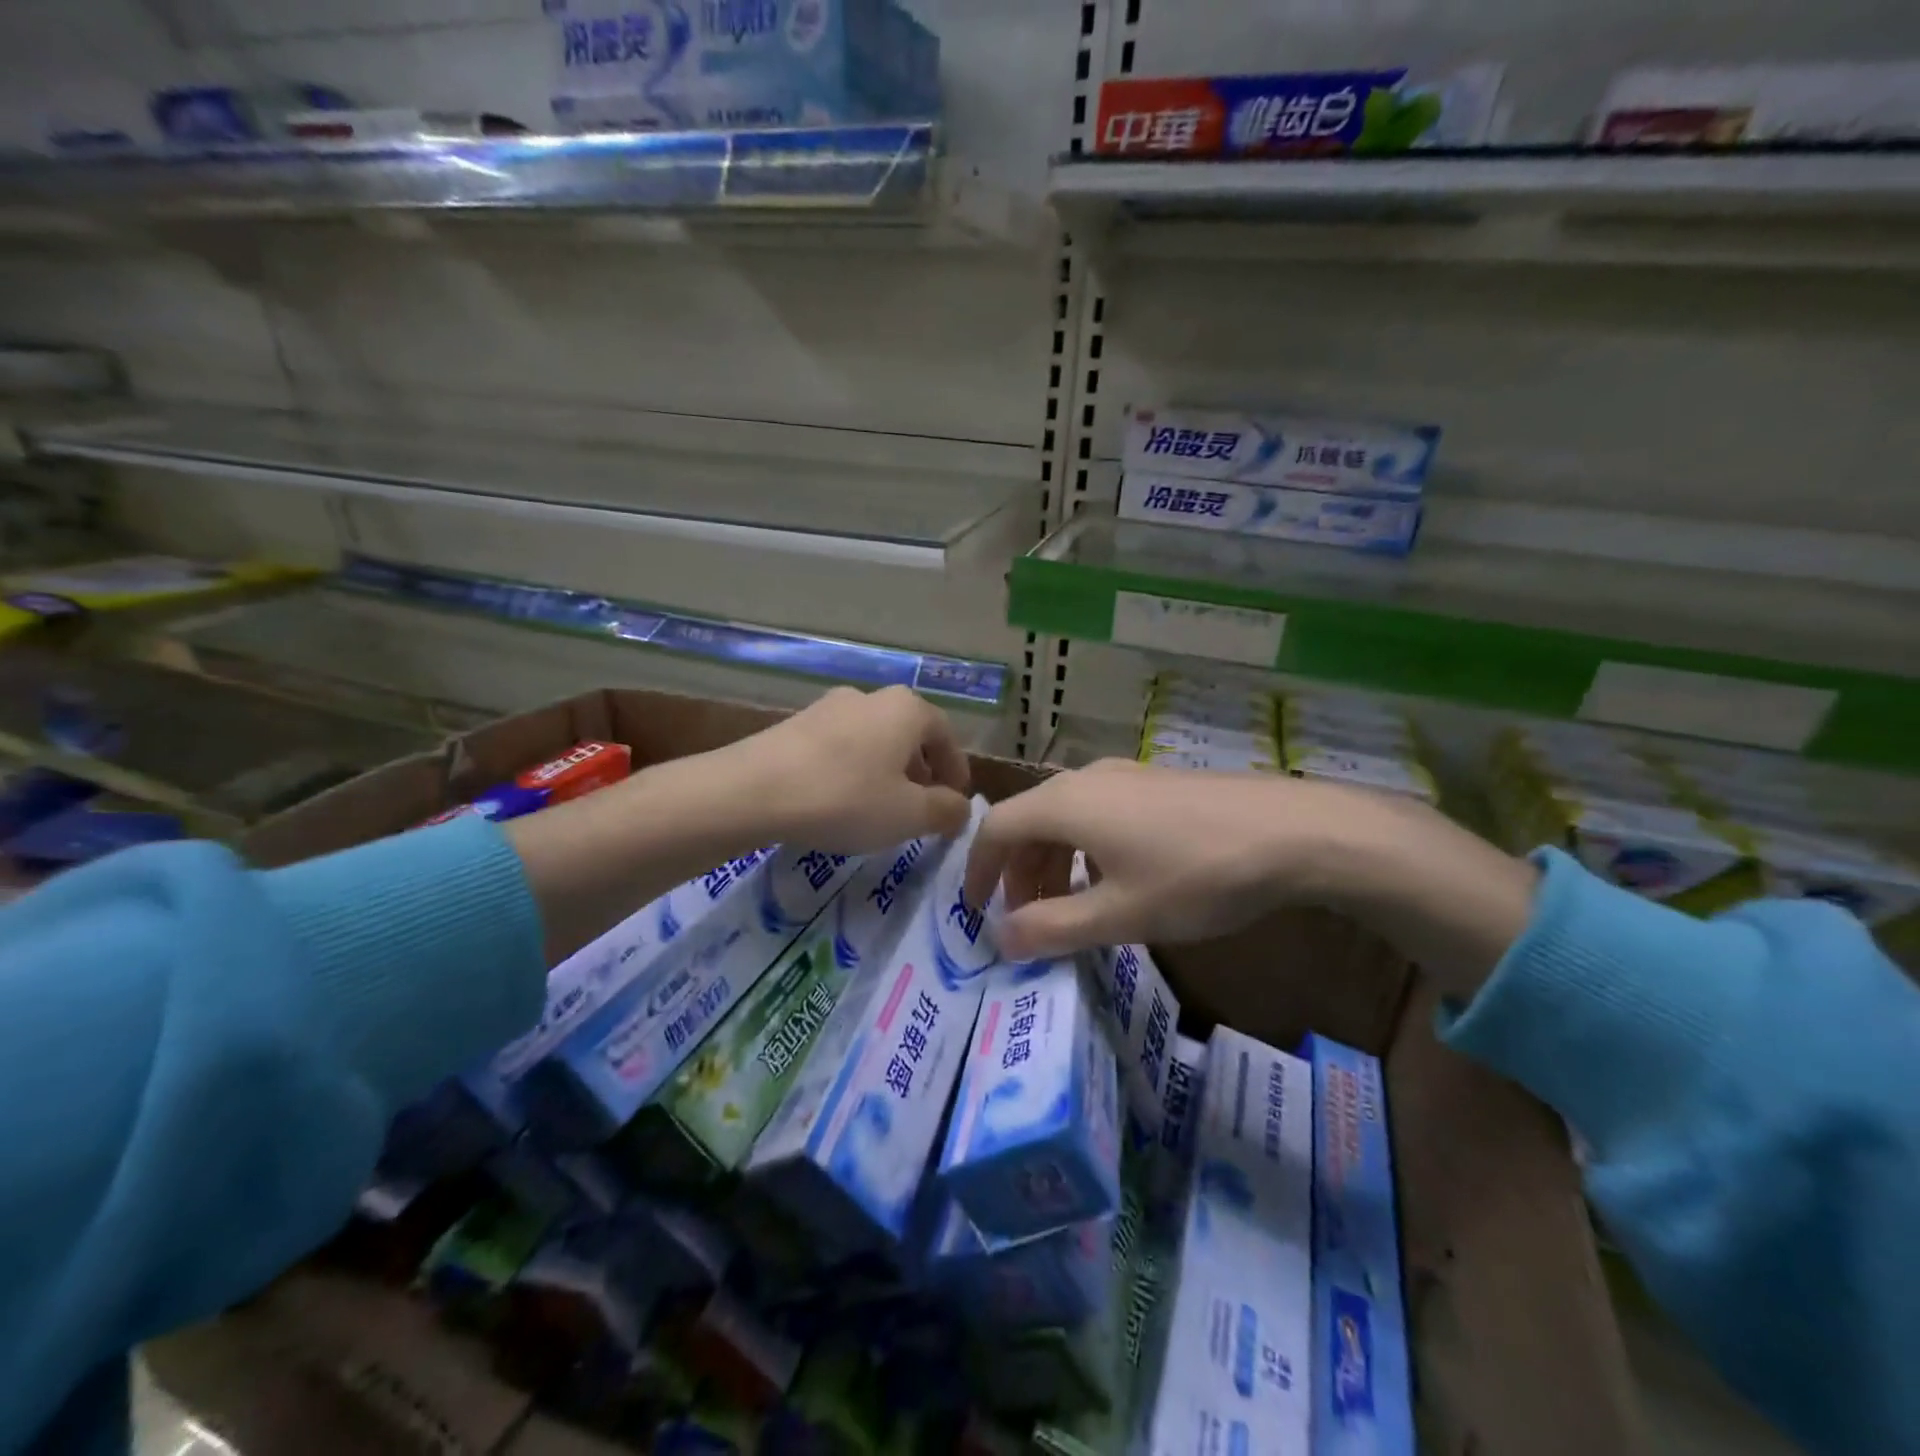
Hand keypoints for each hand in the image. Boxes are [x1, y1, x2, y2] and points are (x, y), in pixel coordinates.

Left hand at [720, 685, 971, 854]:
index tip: (955, 801)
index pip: (945, 736)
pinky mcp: (795, 725)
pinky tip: (840, 801)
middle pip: (908, 735)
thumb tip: (960, 807)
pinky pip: (841, 747)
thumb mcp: (909, 815)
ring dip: (885, 771)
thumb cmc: (845, 799)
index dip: (956, 771)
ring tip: (880, 807)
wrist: (751, 791)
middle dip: (920, 772)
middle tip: (921, 807)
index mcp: (906, 709)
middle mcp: (870, 697)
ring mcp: (828, 707)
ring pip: (873, 740)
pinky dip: (853, 770)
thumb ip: (946, 811)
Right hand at [964, 759, 1339, 959]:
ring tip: (1069, 907)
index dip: (977, 870)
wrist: (1294, 831)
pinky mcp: (1156, 783)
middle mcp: (1086, 779)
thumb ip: (1052, 928)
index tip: (976, 912)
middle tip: (1026, 920)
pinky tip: (1115, 881)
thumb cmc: (1195, 874)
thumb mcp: (1119, 914)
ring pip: (1066, 818)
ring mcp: (1125, 775)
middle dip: (1018, 873)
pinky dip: (1085, 849)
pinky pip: (1098, 813)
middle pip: (1029, 822)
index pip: (996, 828)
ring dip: (1053, 863)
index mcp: (1065, 804)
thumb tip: (999, 940)